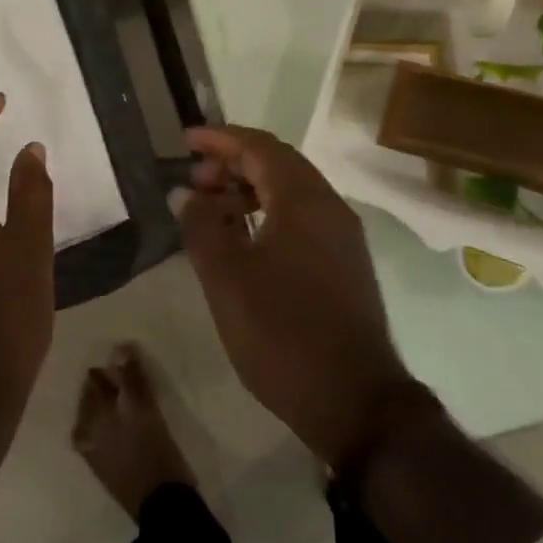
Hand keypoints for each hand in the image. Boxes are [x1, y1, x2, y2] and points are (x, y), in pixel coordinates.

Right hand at [177, 126, 421, 468]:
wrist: (356, 403)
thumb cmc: (283, 334)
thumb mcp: (227, 279)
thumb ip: (202, 227)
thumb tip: (186, 192)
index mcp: (303, 199)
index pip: (259, 146)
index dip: (220, 139)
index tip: (186, 140)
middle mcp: (330, 206)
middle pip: (278, 163)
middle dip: (234, 162)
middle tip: (195, 179)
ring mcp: (343, 236)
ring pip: (292, 191)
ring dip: (250, 189)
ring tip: (212, 210)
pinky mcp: (346, 263)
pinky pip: (303, 217)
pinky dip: (269, 213)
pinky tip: (245, 240)